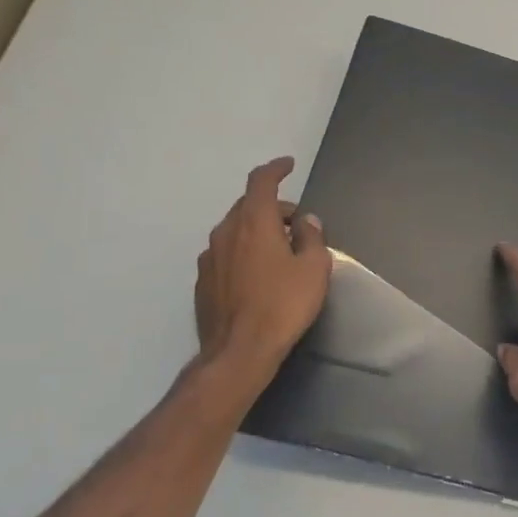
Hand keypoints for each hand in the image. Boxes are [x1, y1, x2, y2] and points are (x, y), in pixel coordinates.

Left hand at [196, 157, 329, 367]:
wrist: (239, 350)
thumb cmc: (284, 305)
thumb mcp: (314, 269)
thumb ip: (312, 238)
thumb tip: (306, 221)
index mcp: (254, 222)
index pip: (261, 181)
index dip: (276, 169)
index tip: (289, 166)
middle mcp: (226, 232)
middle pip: (247, 205)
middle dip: (273, 207)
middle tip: (297, 222)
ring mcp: (209, 258)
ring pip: (235, 230)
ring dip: (257, 231)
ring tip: (279, 250)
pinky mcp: (203, 282)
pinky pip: (226, 254)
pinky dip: (243, 252)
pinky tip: (258, 275)